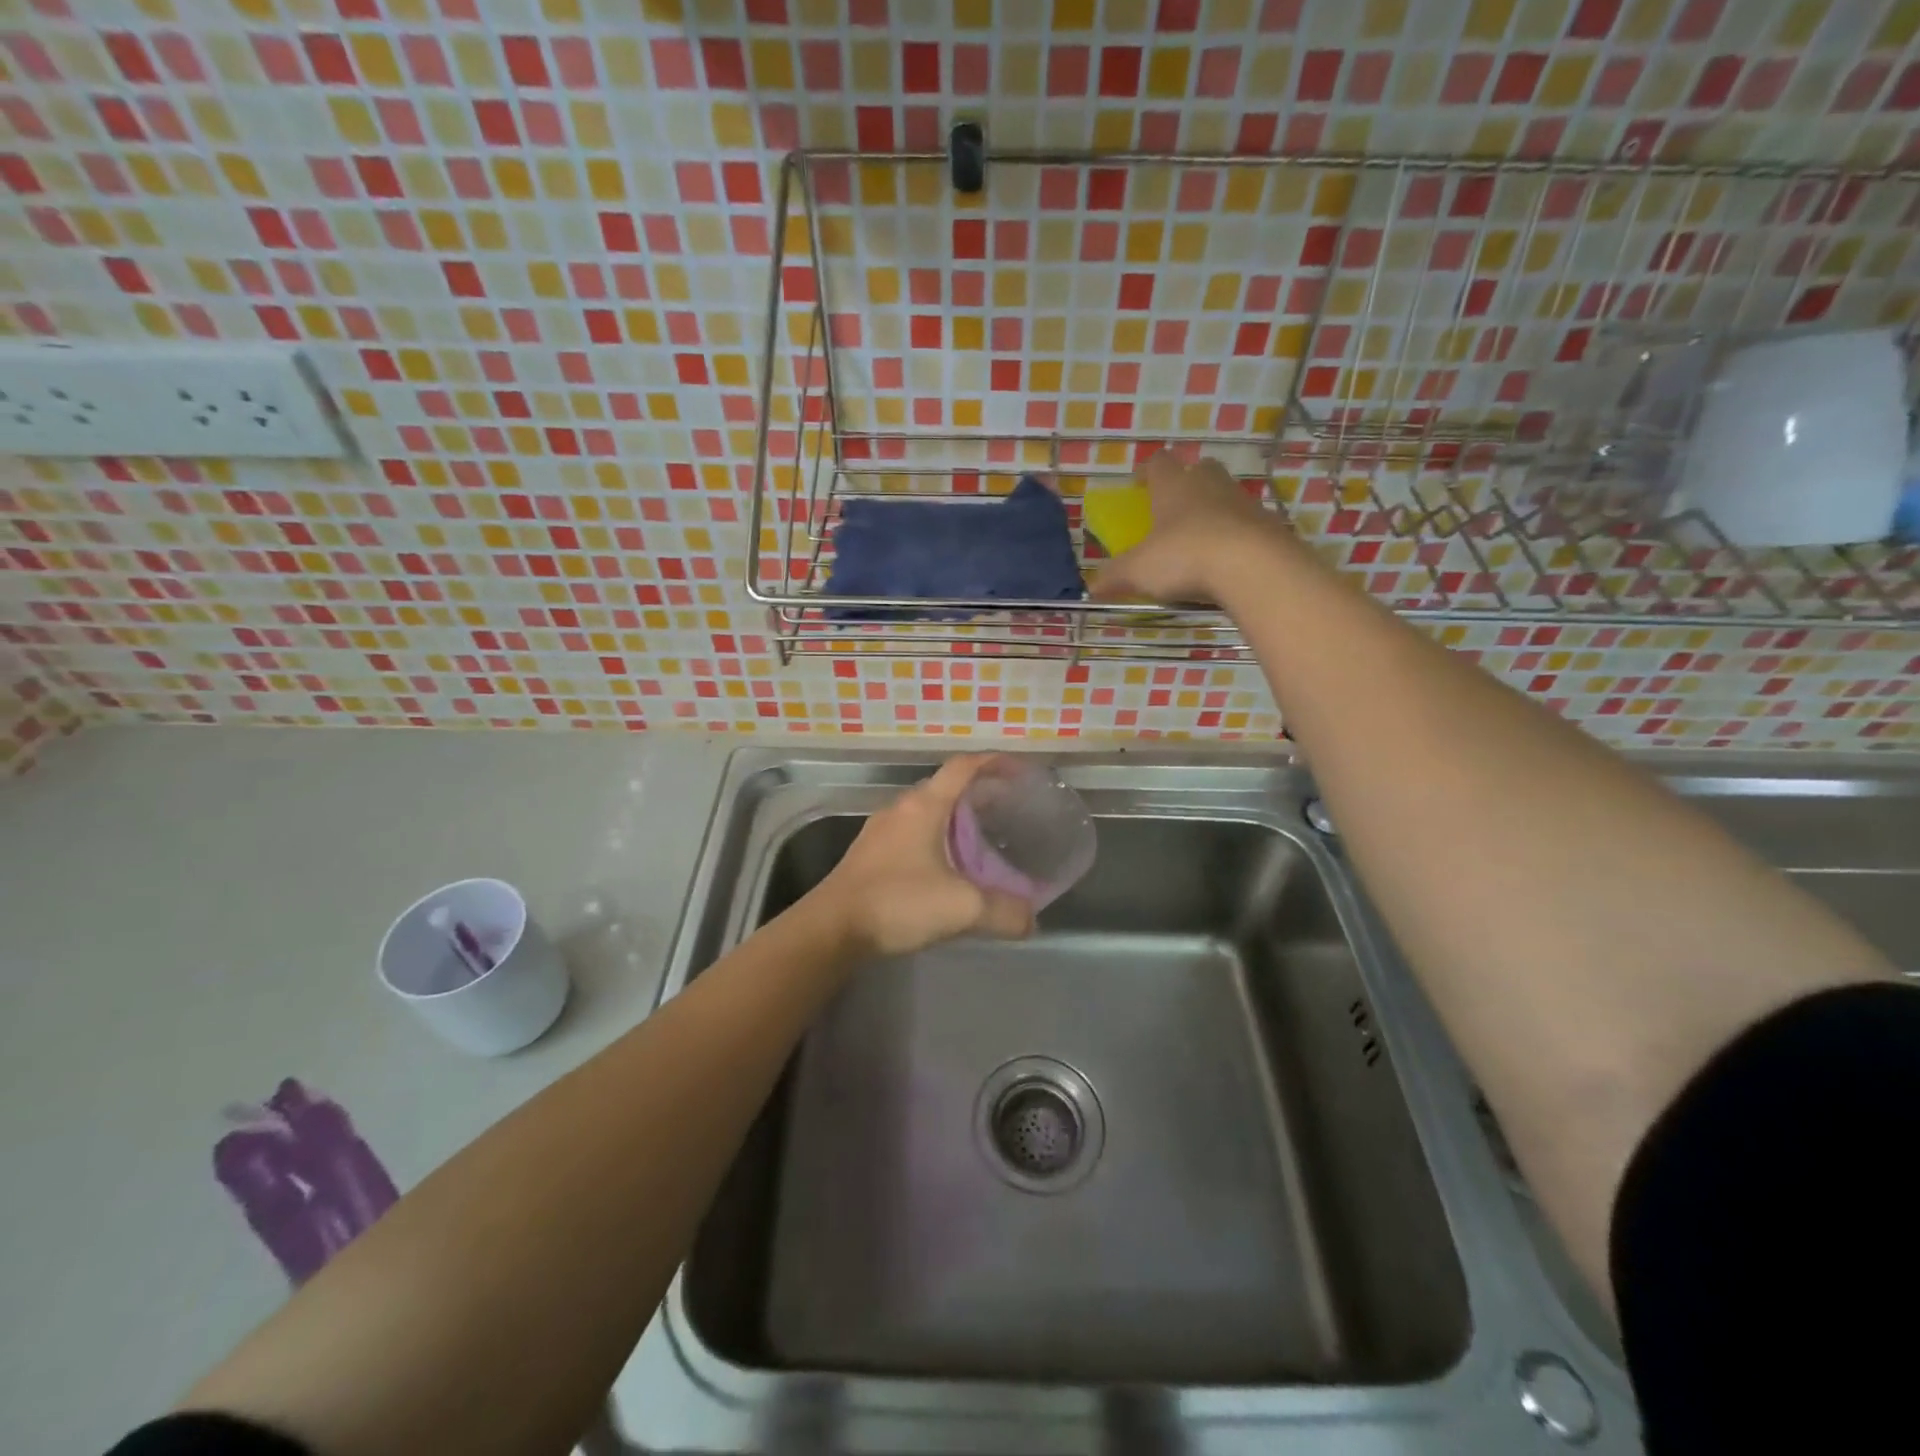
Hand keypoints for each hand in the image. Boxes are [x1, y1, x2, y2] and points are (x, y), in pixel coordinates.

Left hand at [813, 755, 1035, 957]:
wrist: (832, 928)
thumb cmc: (897, 903)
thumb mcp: (961, 908)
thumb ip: (1004, 912)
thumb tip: (1031, 920)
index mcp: (924, 806)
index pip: (963, 767)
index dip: (994, 763)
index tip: (1020, 771)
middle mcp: (901, 808)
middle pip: (945, 787)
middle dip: (979, 792)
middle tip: (1009, 809)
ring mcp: (881, 830)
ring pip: (927, 811)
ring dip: (955, 816)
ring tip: (982, 837)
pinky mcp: (870, 853)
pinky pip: (912, 832)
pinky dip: (936, 837)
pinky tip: (947, 865)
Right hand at [1090, 451, 1293, 606]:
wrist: (1254, 566)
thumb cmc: (1184, 556)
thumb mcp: (1138, 571)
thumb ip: (1114, 577)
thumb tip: (1091, 588)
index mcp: (1173, 485)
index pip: (1158, 463)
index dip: (1146, 472)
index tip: (1138, 485)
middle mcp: (1209, 484)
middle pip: (1198, 469)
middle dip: (1186, 484)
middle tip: (1173, 509)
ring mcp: (1243, 501)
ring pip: (1225, 495)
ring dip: (1212, 510)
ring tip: (1200, 540)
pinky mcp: (1268, 524)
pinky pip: (1247, 524)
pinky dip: (1235, 536)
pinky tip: (1226, 561)